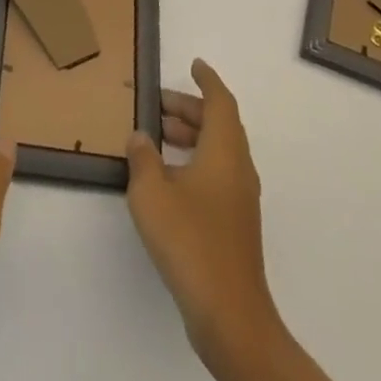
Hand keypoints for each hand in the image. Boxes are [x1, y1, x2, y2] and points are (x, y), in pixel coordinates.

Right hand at [125, 60, 277, 356]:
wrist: (229, 315)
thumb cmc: (189, 241)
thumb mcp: (151, 193)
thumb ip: (142, 158)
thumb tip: (140, 136)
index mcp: (224, 152)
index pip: (220, 102)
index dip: (207, 81)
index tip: (193, 65)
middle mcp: (238, 169)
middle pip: (220, 125)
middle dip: (191, 109)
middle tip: (158, 105)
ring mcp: (240, 199)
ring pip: (219, 151)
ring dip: (191, 136)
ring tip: (158, 136)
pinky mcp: (235, 224)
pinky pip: (217, 174)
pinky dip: (195, 161)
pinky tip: (167, 178)